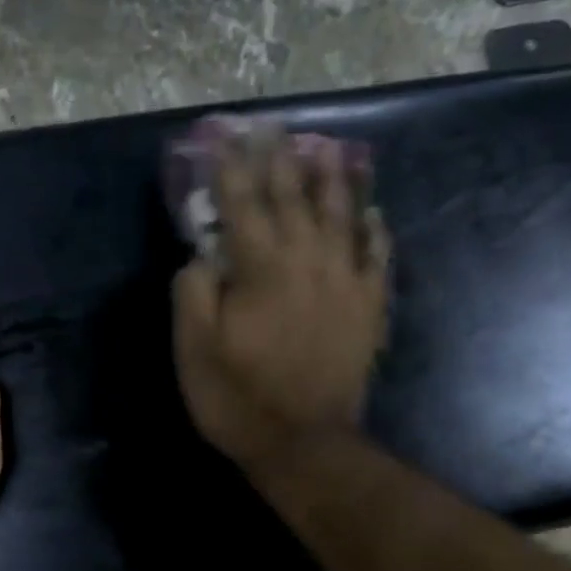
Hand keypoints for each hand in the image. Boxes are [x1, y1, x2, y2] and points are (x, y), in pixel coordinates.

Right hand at [173, 130, 389, 473]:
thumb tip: (202, 254)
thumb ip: (194, 291)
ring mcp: (345, 281)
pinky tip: (373, 212)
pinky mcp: (368, 307)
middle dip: (280, 158)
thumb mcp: (194, 349)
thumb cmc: (239, 398)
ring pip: (342, 214)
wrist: (304, 443)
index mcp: (260, 266)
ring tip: (329, 149)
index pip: (242, 201)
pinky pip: (377, 254)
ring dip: (332, 178)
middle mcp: (307, 259)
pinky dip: (374, 228)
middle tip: (273, 127)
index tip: (223, 133)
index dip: (230, 165)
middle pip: (293, 196)